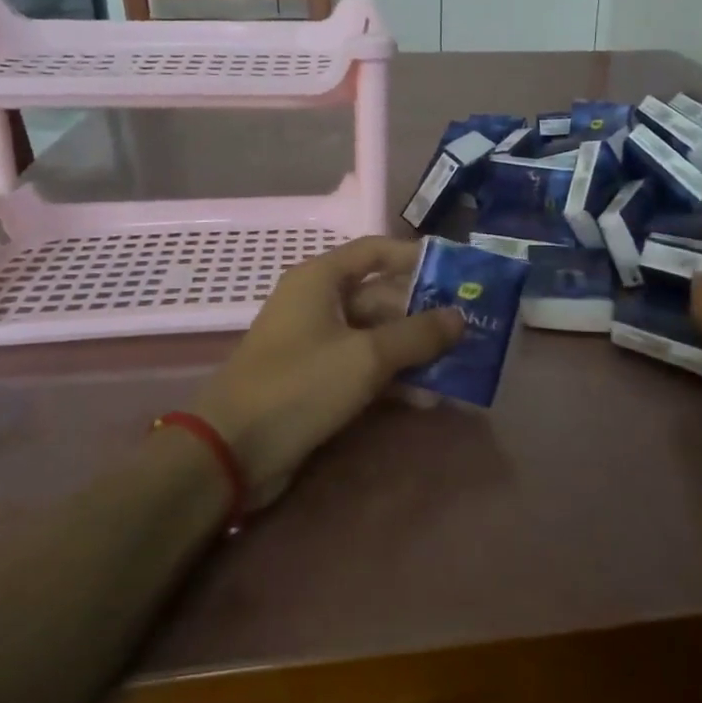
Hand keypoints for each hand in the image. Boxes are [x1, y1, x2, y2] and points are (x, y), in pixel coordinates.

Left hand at [190, 237, 462, 506]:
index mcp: (321, 279)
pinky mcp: (316, 381)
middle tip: (469, 330)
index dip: (416, 257)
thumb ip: (417, 334)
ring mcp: (316, 344)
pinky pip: (364, 368)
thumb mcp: (367, 356)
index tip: (457, 272)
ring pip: (376, 336)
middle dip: (424, 315)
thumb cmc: (300, 385)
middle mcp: (318, 303)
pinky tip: (426, 398)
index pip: (376, 251)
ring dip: (413, 352)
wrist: (233, 451)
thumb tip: (460, 317)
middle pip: (381, 297)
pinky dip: (392, 378)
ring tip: (457, 368)